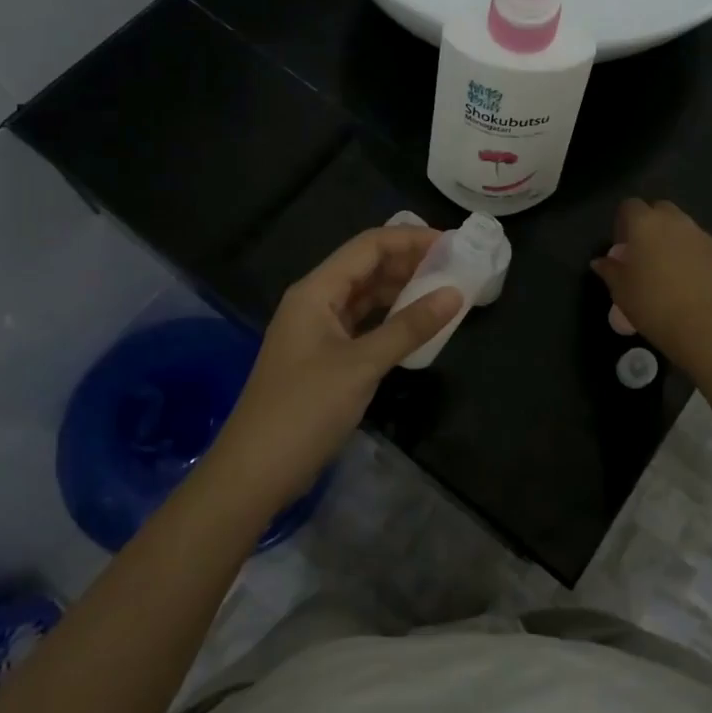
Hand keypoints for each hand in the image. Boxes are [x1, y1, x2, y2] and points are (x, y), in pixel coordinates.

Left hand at [206, 226, 461, 504]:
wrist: (254, 473)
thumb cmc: (304, 410)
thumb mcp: (362, 365)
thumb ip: (409, 327)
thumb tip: (454, 294)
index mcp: (316, 291)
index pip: (368, 246)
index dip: (410, 239)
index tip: (453, 243)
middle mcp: (315, 301)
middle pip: (367, 267)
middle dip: (409, 263)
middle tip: (456, 267)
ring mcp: (317, 330)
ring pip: (366, 296)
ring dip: (402, 291)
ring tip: (445, 291)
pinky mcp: (324, 357)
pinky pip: (363, 324)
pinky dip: (390, 320)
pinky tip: (418, 325)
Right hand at [592, 198, 711, 370]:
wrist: (706, 327)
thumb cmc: (653, 305)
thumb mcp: (620, 291)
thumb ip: (609, 270)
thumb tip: (600, 262)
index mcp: (645, 224)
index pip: (630, 206)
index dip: (623, 222)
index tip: (622, 247)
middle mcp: (675, 221)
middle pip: (660, 210)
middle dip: (651, 225)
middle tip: (645, 254)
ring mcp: (702, 236)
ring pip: (684, 228)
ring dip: (674, 240)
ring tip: (669, 271)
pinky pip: (701, 248)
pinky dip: (694, 257)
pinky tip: (691, 283)